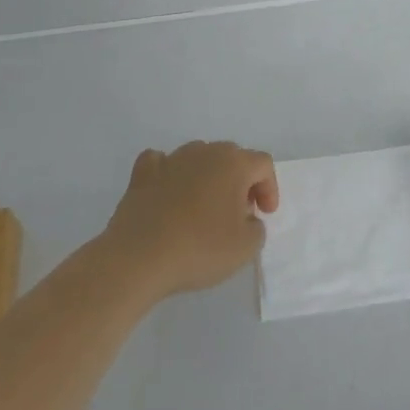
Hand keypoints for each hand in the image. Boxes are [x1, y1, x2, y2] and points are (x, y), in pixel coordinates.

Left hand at [102, 141, 279, 299]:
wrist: (139, 257)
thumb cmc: (199, 248)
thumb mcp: (245, 248)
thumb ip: (257, 227)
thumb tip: (246, 218)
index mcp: (233, 163)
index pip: (263, 164)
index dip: (269, 187)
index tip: (264, 214)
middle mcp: (204, 152)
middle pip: (232, 156)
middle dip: (241, 181)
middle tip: (239, 212)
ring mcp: (171, 159)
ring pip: (199, 157)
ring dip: (208, 176)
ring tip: (205, 207)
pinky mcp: (143, 173)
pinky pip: (162, 162)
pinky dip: (170, 173)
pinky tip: (170, 191)